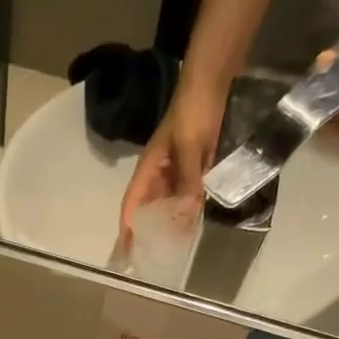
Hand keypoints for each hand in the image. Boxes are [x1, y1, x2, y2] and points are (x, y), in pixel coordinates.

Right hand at [117, 77, 225, 246]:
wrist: (212, 80)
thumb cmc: (194, 111)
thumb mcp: (189, 146)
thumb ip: (189, 180)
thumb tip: (187, 215)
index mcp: (149, 169)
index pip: (132, 205)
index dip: (127, 229)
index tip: (126, 252)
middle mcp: (158, 174)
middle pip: (148, 209)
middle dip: (147, 232)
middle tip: (150, 258)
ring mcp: (176, 170)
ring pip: (168, 204)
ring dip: (169, 223)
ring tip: (172, 248)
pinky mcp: (193, 165)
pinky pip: (187, 194)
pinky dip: (188, 209)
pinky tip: (193, 223)